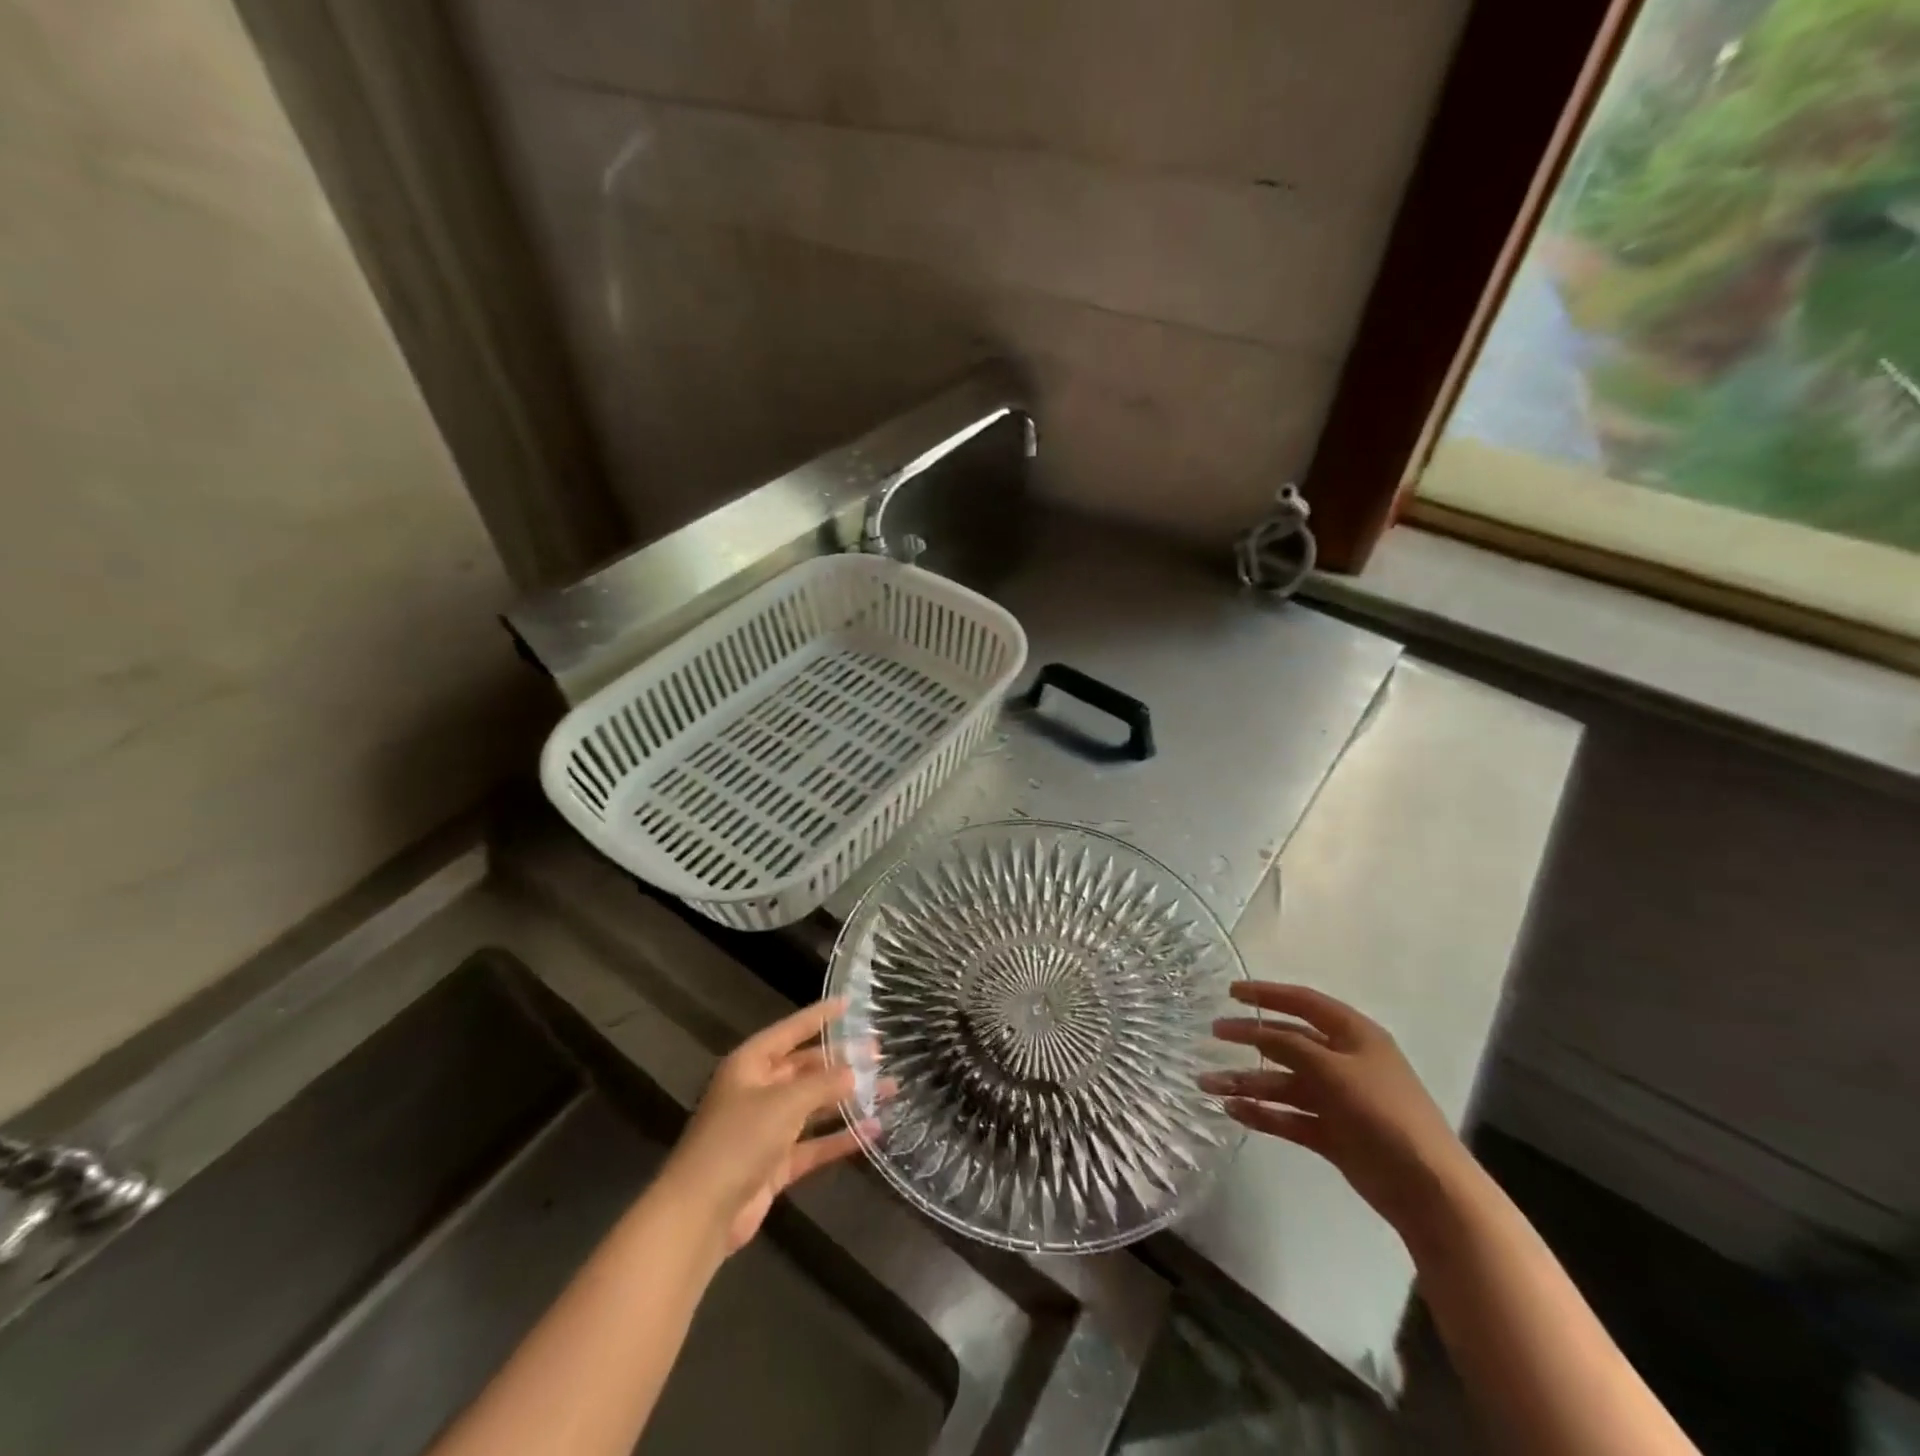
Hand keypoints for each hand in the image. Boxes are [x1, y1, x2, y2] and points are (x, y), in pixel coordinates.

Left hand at [659, 998, 870, 1253]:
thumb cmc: (738, 1141)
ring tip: (888, 1088)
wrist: (700, 1214)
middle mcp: (758, 1090)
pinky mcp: (775, 1164)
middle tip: (879, 1052)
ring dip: (848, 1099)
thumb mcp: (784, 1102)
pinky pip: (814, 1143)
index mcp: (750, 1064)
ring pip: (815, 1106)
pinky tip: (873, 1130)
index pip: (791, 1030)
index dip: (819, 1016)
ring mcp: (767, 1129)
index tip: (850, 1003)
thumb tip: (856, 1070)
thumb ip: (824, 1083)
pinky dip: (840, 1138)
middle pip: (806, 1068)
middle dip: (842, 1061)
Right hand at [1201, 983, 1472, 1234]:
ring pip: (1283, 1083)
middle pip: (1288, 1042)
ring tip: (1208, 1086)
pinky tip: (1234, 1111)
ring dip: (1247, 1082)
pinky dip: (1262, 1113)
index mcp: (1354, 1035)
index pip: (1304, 1003)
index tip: (1230, 992)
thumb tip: (1254, 1030)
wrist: (1428, 1189)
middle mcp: (1344, 1062)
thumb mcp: (1334, 1070)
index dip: (1267, 994)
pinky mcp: (1332, 1133)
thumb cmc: (1383, 1114)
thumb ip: (1289, 1046)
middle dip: (1249, 1039)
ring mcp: (1338, 1099)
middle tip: (1213, 1035)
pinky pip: (1288, 1116)